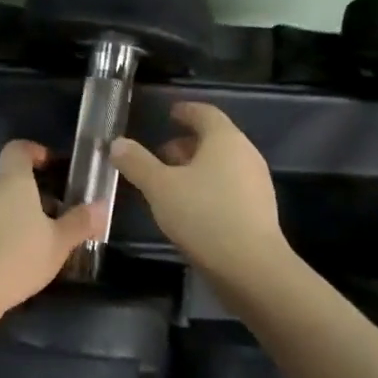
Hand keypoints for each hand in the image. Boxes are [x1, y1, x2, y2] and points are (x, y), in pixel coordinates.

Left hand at [0, 140, 105, 343]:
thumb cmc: (17, 258)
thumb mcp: (58, 244)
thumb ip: (80, 223)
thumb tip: (101, 205)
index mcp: (11, 183)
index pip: (17, 150)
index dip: (33, 152)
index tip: (48, 165)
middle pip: (6, 184)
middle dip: (28, 198)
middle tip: (50, 221)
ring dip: (8, 221)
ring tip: (27, 249)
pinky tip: (1, 266)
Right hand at [111, 102, 285, 276]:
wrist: (251, 267)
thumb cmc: (204, 215)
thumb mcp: (160, 188)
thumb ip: (137, 163)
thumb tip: (117, 143)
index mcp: (225, 139)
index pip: (205, 113)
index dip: (186, 111)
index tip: (170, 114)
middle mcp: (246, 154)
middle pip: (215, 139)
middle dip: (187, 143)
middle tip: (161, 154)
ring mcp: (256, 183)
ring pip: (222, 165)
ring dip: (197, 168)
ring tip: (171, 183)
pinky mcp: (259, 210)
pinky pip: (230, 187)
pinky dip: (209, 187)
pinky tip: (191, 208)